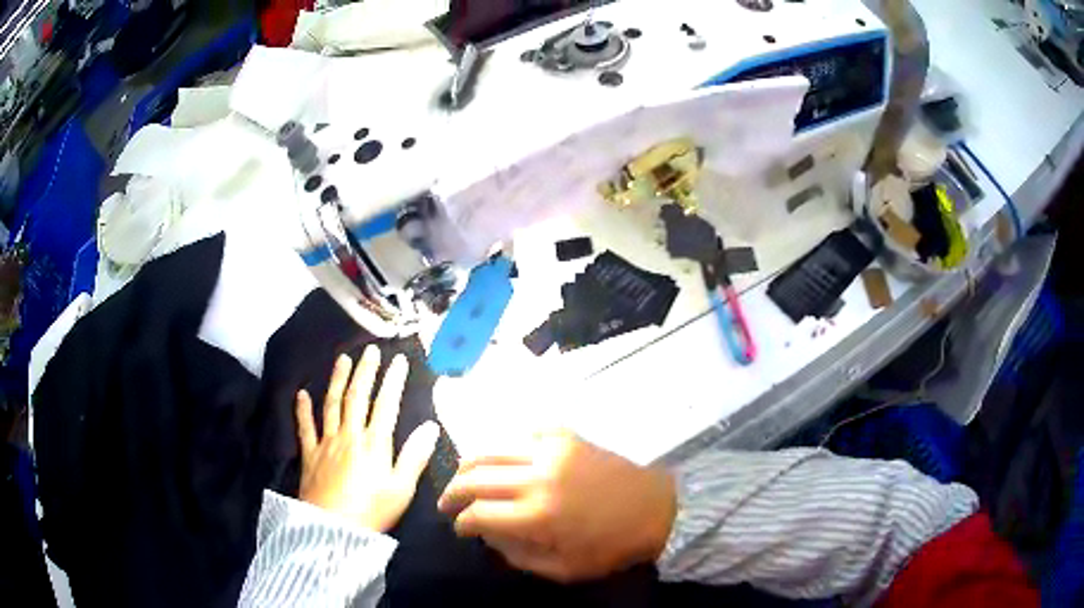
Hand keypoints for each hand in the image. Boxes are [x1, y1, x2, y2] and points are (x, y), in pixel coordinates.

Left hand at [297, 346, 439, 531]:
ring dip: (337, 380)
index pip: (386, 405)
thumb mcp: (401, 489)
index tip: (399, 360)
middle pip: (357, 397)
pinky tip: (302, 394)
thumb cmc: (372, 511)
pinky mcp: (309, 456)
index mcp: (374, 444)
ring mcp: (326, 444)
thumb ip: (415, 456)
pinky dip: (302, 410)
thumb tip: (431, 426)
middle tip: (369, 350)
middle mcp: (349, 436)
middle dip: (364, 371)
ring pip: (331, 405)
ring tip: (342, 359)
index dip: (393, 380)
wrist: (332, 530)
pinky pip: (304, 428)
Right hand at [438, 430, 676, 582]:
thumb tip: (489, 536)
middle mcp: (536, 477)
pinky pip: (522, 431)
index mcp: (537, 515)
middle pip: (475, 477)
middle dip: (453, 492)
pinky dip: (504, 444)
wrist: (656, 508)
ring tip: (462, 477)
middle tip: (447, 504)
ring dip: (468, 464)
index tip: (459, 528)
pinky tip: (501, 457)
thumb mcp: (563, 570)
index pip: (478, 513)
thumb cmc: (611, 546)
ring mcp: (551, 450)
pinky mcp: (566, 436)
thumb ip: (518, 556)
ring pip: (491, 448)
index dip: (461, 522)